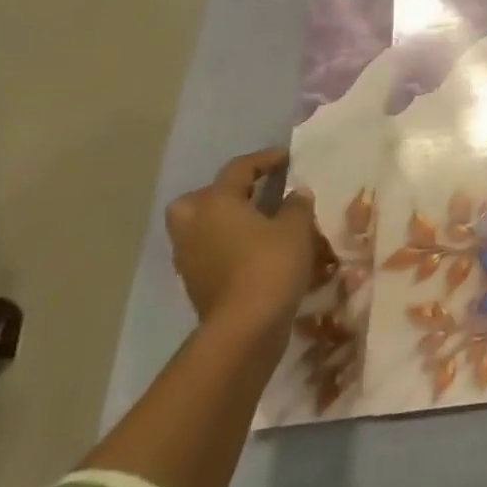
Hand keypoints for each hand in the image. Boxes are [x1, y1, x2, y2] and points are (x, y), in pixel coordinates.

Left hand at [165, 148, 320, 341]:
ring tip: (256, 224)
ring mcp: (190, 259)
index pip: (238, 169)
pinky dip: (225, 247)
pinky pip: (207, 253)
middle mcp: (195, 226)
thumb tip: (295, 194)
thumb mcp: (296, 228)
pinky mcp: (196, 285)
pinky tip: (253, 251)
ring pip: (199, 228)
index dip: (264, 160)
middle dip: (220, 193)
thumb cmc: (271, 264)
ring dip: (222, 222)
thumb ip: (296, 205)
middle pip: (197, 199)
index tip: (287, 158)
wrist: (245, 327)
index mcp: (217, 203)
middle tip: (250, 194)